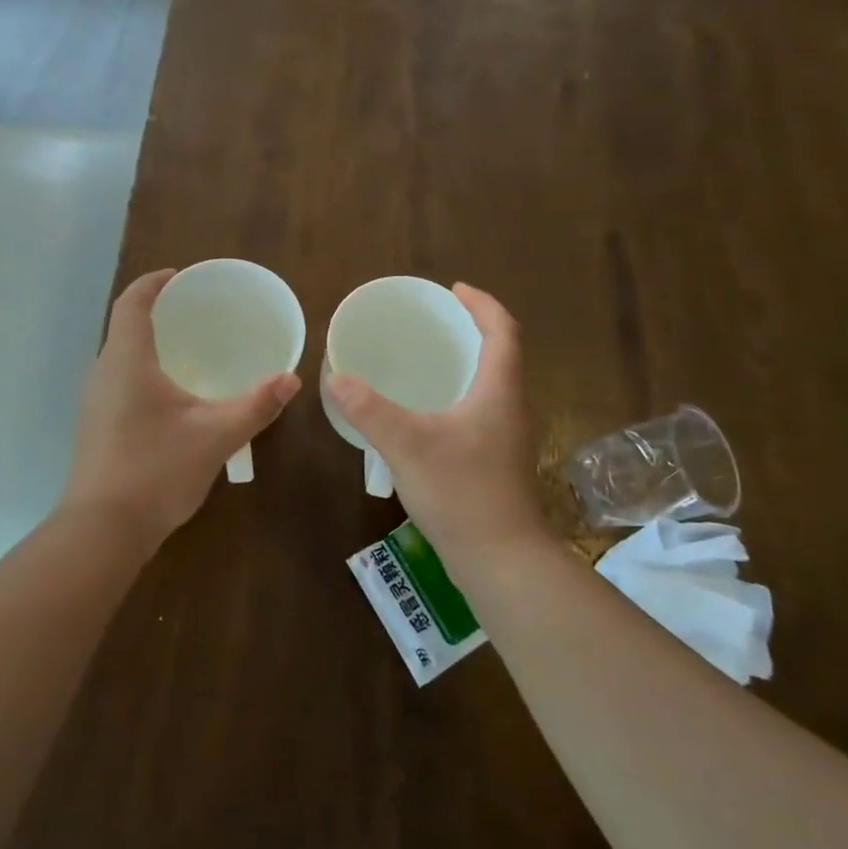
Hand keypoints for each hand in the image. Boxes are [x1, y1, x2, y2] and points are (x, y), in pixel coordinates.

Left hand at [60, 269, 301, 545]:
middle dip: (157, 313)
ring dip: (150, 346)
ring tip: (189, 351)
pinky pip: (119, 383)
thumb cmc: (156, 470)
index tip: (179, 276)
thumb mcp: (216, 436)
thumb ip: (256, 405)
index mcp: (127, 361)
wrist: (102, 531)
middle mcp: (103, 373)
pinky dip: (144, 373)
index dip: (153, 283)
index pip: (132, 303)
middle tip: (196, 314)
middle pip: (125, 327)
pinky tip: (172, 398)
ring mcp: (94, 402)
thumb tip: (291, 379)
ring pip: (121, 358)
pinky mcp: (95, 427)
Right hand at [325, 284, 544, 562]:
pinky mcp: (499, 461)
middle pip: (503, 353)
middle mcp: (511, 406)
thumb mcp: (407, 444)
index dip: (482, 304)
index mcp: (499, 390)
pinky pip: (484, 409)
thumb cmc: (461, 492)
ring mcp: (508, 436)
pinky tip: (432, 411)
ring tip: (432, 357)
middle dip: (474, 329)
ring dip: (470, 362)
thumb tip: (336, 378)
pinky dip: (462, 393)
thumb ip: (369, 409)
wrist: (501, 559)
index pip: (503, 330)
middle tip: (437, 319)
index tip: (454, 289)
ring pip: (494, 383)